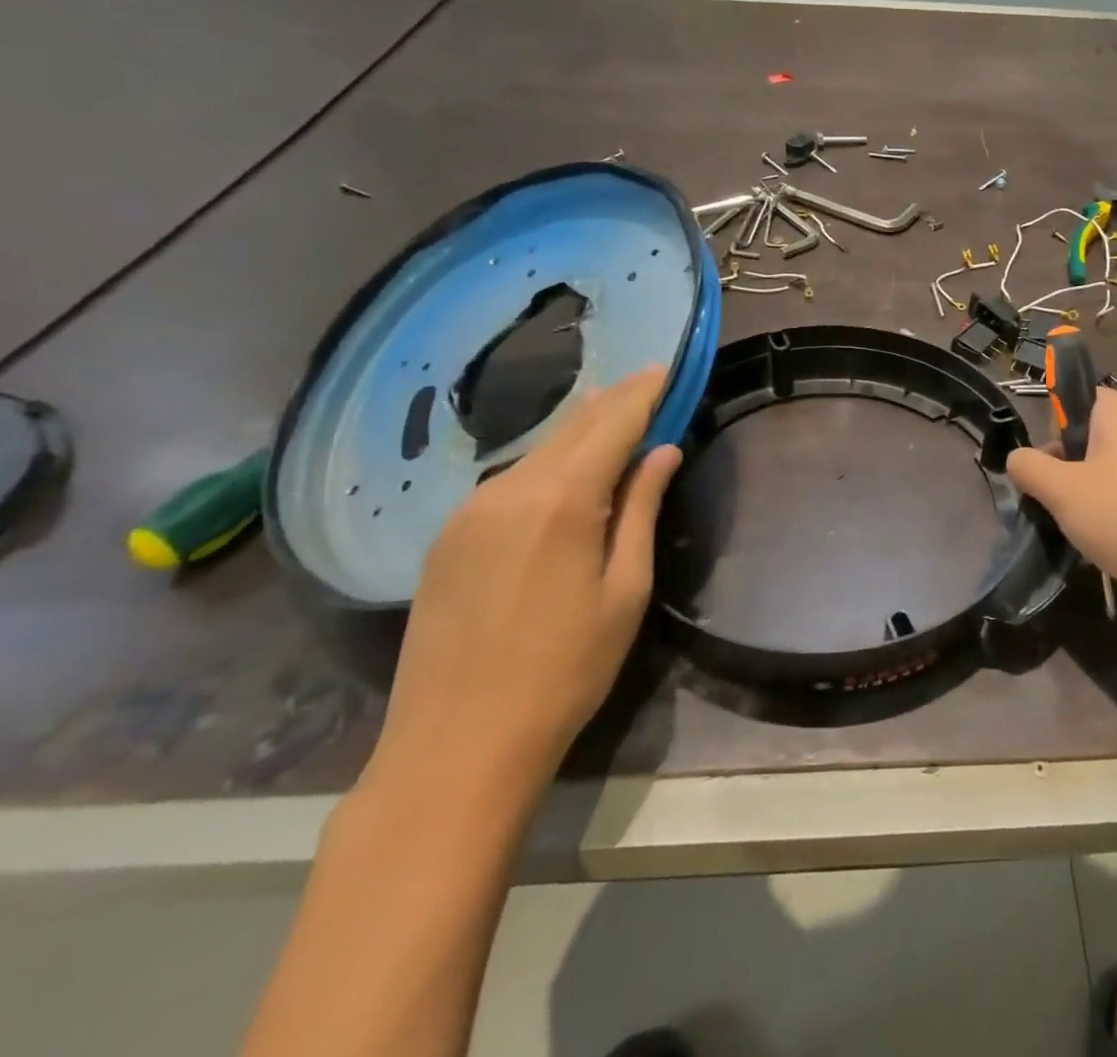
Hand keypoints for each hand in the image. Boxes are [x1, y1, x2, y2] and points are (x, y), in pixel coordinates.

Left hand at [369, 367, 681, 800]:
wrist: (455, 747)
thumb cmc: (565, 672)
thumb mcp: (625, 592)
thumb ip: (643, 510)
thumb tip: (663, 451)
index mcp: (562, 500)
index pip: (613, 422)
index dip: (644, 392)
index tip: (668, 368)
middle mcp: (510, 488)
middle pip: (573, 426)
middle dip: (615, 402)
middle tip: (650, 386)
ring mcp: (470, 510)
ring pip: (539, 450)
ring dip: (581, 432)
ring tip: (615, 422)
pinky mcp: (448, 536)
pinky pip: (510, 480)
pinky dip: (547, 463)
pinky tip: (564, 474)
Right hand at [1007, 389, 1116, 626]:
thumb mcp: (1060, 489)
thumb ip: (1028, 466)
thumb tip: (1018, 459)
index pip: (1073, 397)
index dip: (1052, 427)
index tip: (1046, 462)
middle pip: (1086, 433)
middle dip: (1063, 463)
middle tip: (1055, 496)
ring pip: (1102, 464)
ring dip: (1081, 489)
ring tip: (1073, 521)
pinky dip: (1106, 506)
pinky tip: (1098, 536)